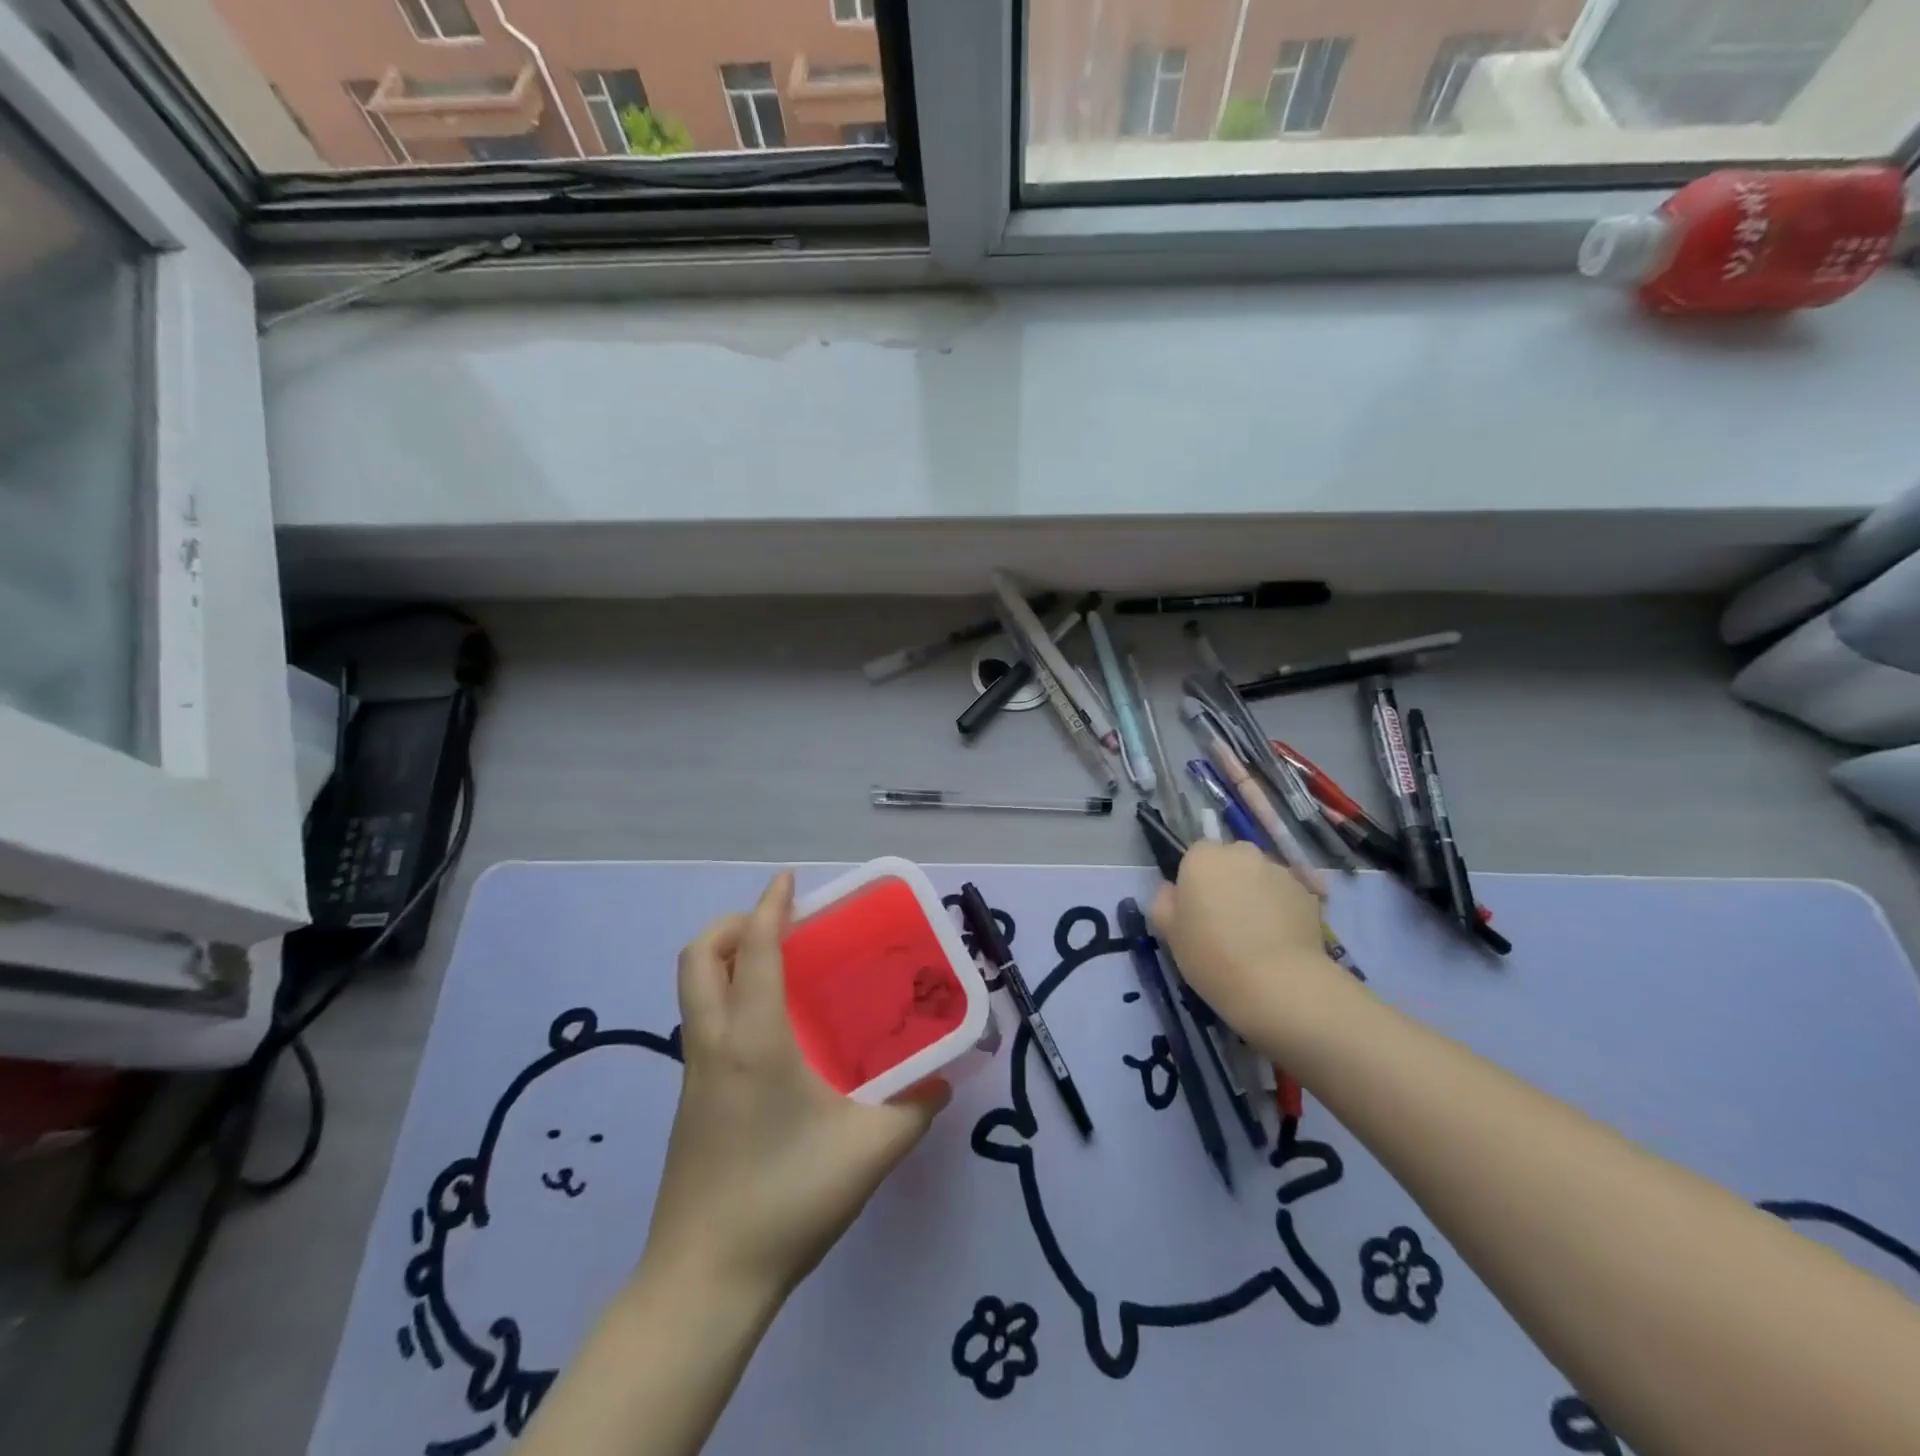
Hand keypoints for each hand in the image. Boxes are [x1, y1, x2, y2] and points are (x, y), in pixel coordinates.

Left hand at [642, 872, 949, 1303]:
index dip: (769, 905)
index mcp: (753, 1040)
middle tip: (780, 926)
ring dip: (727, 959)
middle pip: (699, 957)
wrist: (704, 1282)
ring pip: (694, 989)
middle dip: (734, 925)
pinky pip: (702, 1022)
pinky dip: (727, 997)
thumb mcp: (867, 1152)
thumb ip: (914, 1111)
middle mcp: (714, 1043)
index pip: (754, 949)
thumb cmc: (785, 1201)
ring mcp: (694, 1073)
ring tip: (780, 968)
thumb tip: (943, 1081)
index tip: (788, 881)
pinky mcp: (690, 1100)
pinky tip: (773, 1033)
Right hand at [1150, 841, 1346, 1037]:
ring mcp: (1279, 871)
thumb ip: (1164, 901)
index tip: (1197, 909)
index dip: (1196, 881)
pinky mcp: (1308, 894)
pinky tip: (1280, 942)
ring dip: (1257, 894)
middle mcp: (1242, 854)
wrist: (1277, 984)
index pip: (1196, 855)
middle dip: (1229, 881)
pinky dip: (1282, 910)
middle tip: (1226, 920)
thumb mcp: (1169, 932)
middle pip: (1232, 861)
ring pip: (1261, 877)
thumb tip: (1172, 890)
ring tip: (1257, 935)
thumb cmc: (1211, 955)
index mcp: (1203, 858)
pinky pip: (1286, 896)